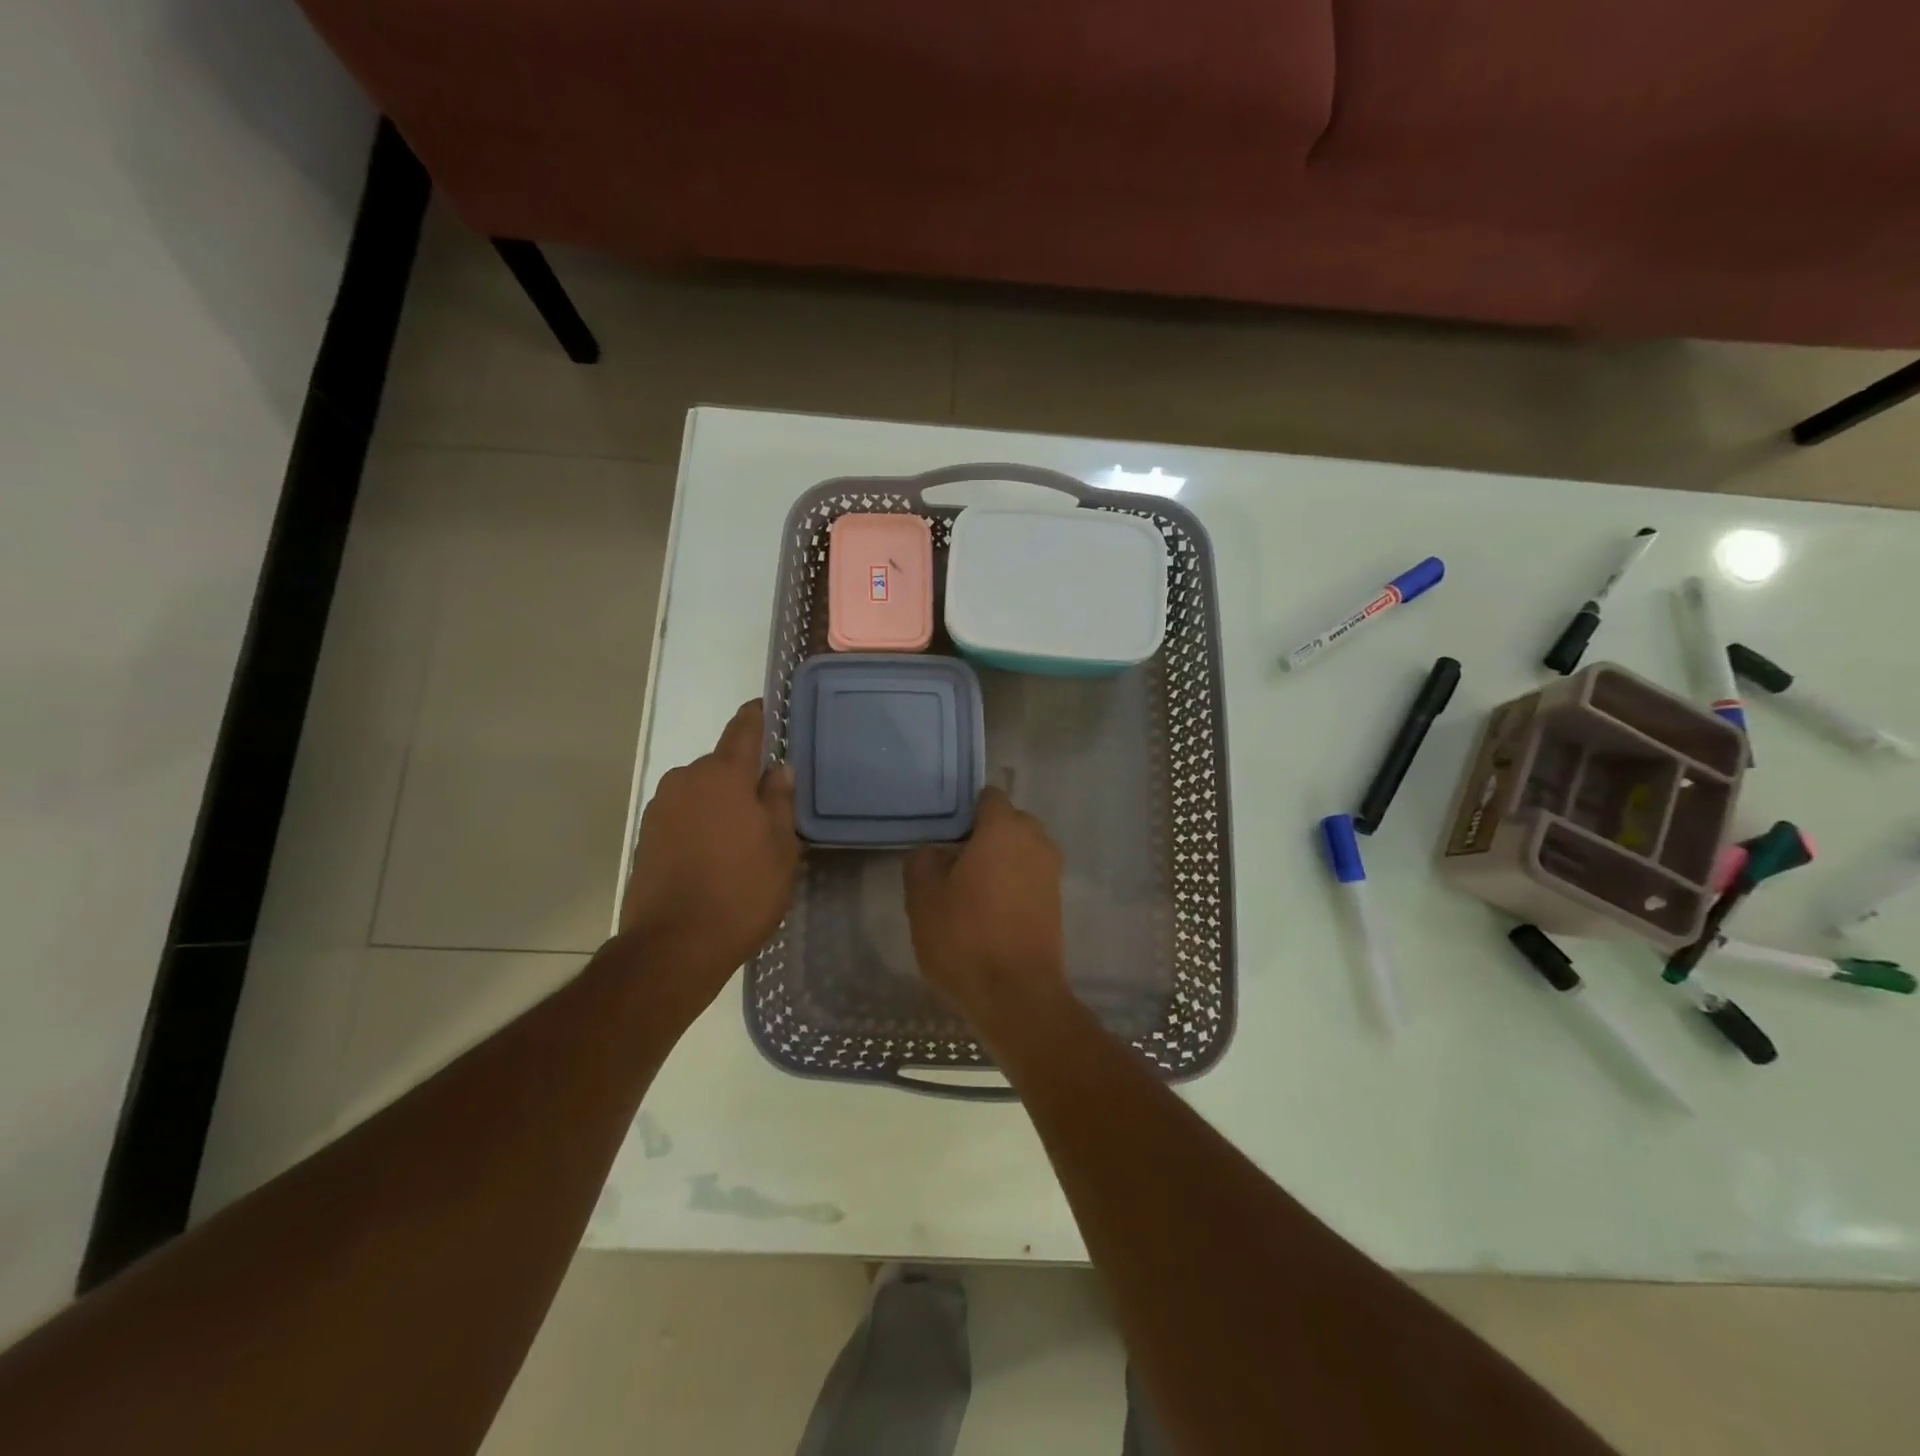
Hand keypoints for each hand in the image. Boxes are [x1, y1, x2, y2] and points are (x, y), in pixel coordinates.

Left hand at [620, 700, 798, 1010]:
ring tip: (743, 838)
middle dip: (744, 778)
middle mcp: (686, 779)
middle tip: (769, 806)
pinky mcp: (646, 836)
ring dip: (721, 803)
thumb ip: (780, 800)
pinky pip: (683, 815)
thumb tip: (778, 768)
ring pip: (701, 792)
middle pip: (721, 765)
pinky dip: (701, 824)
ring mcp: (660, 808)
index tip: (770, 709)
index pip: (744, 729)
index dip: (759, 716)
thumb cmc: (742, 890)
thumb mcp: (781, 846)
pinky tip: (716, 855)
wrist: (674, 945)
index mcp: (723, 774)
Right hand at [904, 787, 1069, 1035]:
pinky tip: (987, 910)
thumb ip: (923, 860)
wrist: (1017, 995)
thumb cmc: (965, 937)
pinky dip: (1011, 883)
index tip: (943, 833)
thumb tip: (936, 851)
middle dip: (982, 835)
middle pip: (1006, 822)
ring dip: (997, 861)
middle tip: (951, 863)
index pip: (987, 797)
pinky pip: (1029, 876)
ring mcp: (1051, 871)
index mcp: (1005, 828)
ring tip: (967, 890)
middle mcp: (1036, 840)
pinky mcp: (1056, 900)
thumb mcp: (923, 897)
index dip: (964, 810)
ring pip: (1019, 850)